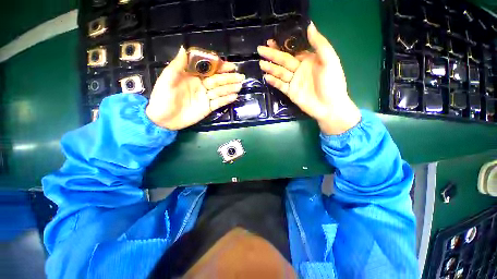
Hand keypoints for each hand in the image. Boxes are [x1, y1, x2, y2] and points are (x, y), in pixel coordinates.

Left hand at [146, 46, 244, 129]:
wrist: (163, 119)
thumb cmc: (162, 97)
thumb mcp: (167, 79)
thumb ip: (178, 65)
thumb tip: (185, 48)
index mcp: (191, 76)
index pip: (208, 69)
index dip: (219, 67)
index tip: (229, 65)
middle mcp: (201, 85)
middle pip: (217, 80)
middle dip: (228, 78)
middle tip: (240, 76)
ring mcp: (205, 97)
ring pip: (220, 91)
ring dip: (230, 88)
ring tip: (240, 86)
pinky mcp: (208, 108)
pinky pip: (219, 103)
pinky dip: (226, 100)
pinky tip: (234, 96)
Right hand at [257, 23, 361, 134]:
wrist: (329, 107)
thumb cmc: (332, 83)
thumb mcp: (330, 60)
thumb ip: (319, 44)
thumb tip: (309, 25)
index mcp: (309, 60)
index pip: (292, 51)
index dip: (282, 46)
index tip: (271, 41)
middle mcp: (299, 69)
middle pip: (283, 61)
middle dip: (272, 55)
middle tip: (260, 50)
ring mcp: (294, 82)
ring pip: (280, 73)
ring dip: (270, 68)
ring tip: (261, 63)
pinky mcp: (290, 92)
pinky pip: (280, 85)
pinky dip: (274, 81)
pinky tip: (266, 77)